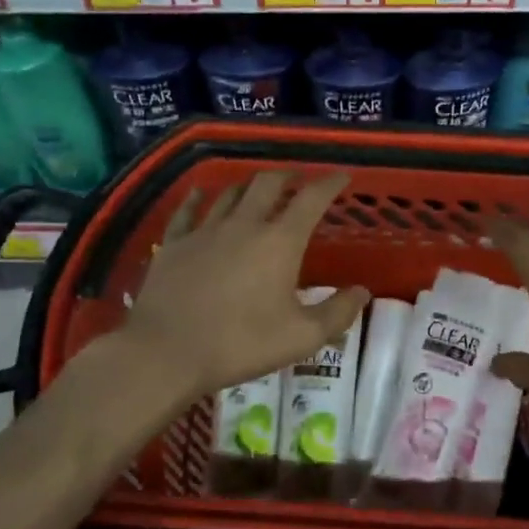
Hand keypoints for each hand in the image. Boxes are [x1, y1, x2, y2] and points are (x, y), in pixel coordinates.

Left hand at [122, 170, 370, 400]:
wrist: (165, 352)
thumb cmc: (241, 344)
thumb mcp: (301, 337)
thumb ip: (337, 313)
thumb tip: (362, 292)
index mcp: (280, 242)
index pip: (311, 199)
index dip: (330, 183)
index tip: (342, 176)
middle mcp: (244, 224)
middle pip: (268, 183)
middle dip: (288, 176)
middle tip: (299, 180)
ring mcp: (204, 230)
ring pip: (230, 193)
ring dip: (249, 185)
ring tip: (258, 188)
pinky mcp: (173, 243)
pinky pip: (188, 210)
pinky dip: (199, 197)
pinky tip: (201, 193)